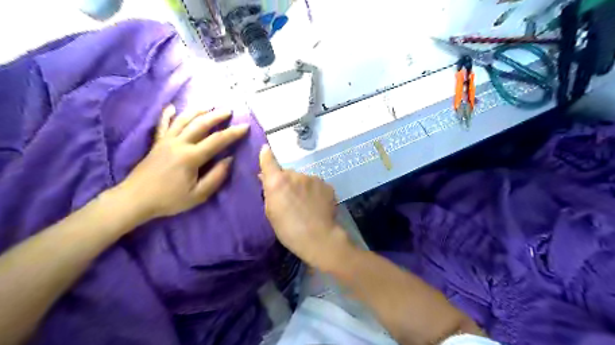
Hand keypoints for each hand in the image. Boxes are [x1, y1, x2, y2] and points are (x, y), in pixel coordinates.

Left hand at [113, 104, 247, 221]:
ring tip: (209, 106)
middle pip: (201, 124)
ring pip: (184, 120)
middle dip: (217, 116)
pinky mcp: (157, 143)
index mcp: (191, 157)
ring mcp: (166, 141)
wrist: (135, 199)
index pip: (217, 140)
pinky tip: (172, 107)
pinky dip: (168, 114)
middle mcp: (179, 143)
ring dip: (198, 111)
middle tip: (229, 111)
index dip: (233, 133)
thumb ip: (216, 177)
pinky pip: (163, 125)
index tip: (245, 126)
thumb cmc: (169, 199)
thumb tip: (229, 160)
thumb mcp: (198, 195)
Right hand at [258, 145, 355, 269]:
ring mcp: (313, 179)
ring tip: (305, 204)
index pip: (269, 162)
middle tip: (289, 198)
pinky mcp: (326, 185)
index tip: (265, 149)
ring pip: (303, 179)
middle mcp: (296, 175)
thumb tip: (265, 178)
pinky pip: (315, 185)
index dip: (266, 155)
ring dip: (301, 187)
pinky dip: (314, 192)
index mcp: (278, 182)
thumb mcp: (271, 213)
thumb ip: (268, 192)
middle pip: (288, 174)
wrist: (319, 237)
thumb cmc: (289, 230)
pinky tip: (316, 205)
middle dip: (286, 182)